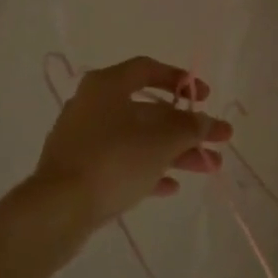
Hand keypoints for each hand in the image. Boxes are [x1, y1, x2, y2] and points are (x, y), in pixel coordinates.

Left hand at [33, 56, 233, 226]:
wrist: (58, 209)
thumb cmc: (113, 160)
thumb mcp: (161, 141)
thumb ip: (190, 128)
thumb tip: (208, 122)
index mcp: (107, 85)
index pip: (147, 69)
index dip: (179, 80)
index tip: (204, 98)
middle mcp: (92, 105)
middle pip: (148, 110)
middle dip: (186, 127)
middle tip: (218, 140)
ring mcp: (84, 138)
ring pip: (138, 139)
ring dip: (174, 151)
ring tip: (208, 167)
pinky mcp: (80, 169)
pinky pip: (121, 162)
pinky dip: (147, 170)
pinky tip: (171, 186)